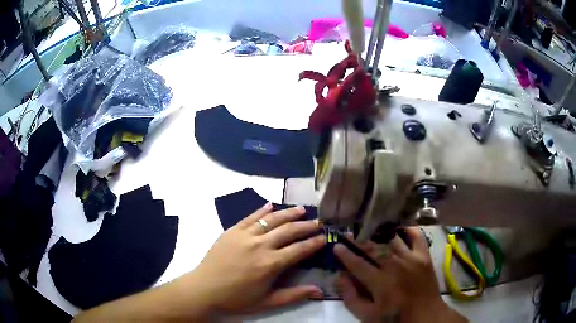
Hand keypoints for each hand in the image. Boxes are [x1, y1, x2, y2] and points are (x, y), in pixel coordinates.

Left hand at [190, 203, 325, 315]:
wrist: (204, 289)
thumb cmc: (236, 299)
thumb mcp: (267, 302)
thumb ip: (294, 295)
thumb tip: (319, 290)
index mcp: (271, 264)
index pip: (300, 249)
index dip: (314, 242)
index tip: (325, 237)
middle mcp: (261, 245)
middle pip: (289, 230)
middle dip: (306, 226)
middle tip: (318, 222)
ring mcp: (245, 235)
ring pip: (272, 219)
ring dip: (288, 213)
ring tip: (301, 209)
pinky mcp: (232, 230)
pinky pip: (250, 216)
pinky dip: (262, 210)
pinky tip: (271, 204)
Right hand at [334, 227, 465, 322]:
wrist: (425, 315)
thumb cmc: (394, 317)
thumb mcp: (367, 315)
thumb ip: (351, 297)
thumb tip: (340, 276)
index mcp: (380, 283)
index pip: (358, 264)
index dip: (345, 254)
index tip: (336, 246)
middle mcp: (396, 266)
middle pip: (374, 248)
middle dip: (358, 239)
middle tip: (348, 233)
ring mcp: (412, 258)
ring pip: (392, 239)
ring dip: (378, 232)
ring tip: (368, 227)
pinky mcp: (424, 256)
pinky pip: (416, 236)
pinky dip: (408, 229)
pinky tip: (399, 226)